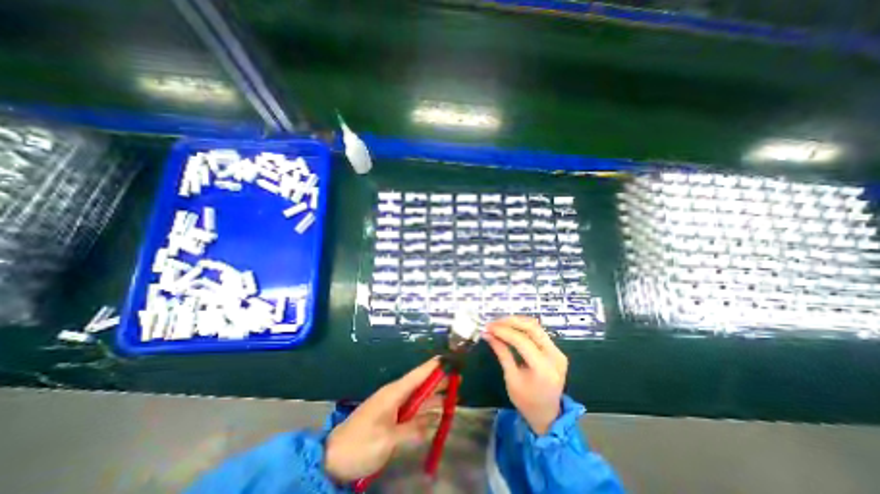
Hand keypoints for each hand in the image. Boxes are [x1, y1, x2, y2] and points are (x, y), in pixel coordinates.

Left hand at [322, 358, 442, 483]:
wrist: (334, 458)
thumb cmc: (360, 444)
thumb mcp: (387, 439)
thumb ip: (412, 430)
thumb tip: (433, 422)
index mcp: (395, 392)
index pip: (418, 374)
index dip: (433, 366)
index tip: (448, 358)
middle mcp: (396, 396)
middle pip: (422, 384)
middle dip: (439, 381)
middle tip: (459, 378)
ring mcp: (395, 408)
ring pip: (420, 398)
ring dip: (436, 397)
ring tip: (454, 394)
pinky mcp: (393, 420)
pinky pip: (414, 412)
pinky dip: (427, 412)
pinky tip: (438, 414)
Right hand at [485, 318, 567, 434]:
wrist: (548, 415)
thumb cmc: (527, 402)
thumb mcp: (511, 379)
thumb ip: (502, 353)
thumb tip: (487, 334)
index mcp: (543, 368)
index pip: (522, 340)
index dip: (503, 331)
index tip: (488, 327)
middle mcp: (555, 356)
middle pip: (532, 328)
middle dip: (510, 321)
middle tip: (493, 323)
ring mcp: (558, 352)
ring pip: (536, 327)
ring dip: (516, 322)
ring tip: (499, 324)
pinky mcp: (556, 350)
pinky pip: (538, 332)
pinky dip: (523, 327)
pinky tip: (510, 328)